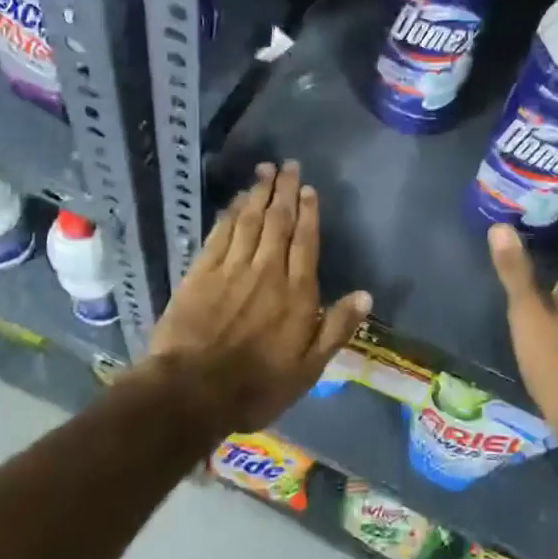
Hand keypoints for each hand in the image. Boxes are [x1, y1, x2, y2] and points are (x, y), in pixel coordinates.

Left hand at [148, 161, 371, 433]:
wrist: (191, 392)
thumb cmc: (256, 386)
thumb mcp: (308, 369)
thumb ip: (336, 328)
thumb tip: (366, 295)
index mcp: (296, 293)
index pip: (305, 241)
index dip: (309, 212)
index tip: (309, 189)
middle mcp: (267, 271)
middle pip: (278, 222)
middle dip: (284, 191)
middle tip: (288, 165)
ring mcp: (231, 268)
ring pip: (249, 221)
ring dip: (258, 193)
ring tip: (265, 170)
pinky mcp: (201, 273)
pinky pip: (220, 234)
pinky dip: (229, 213)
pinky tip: (235, 201)